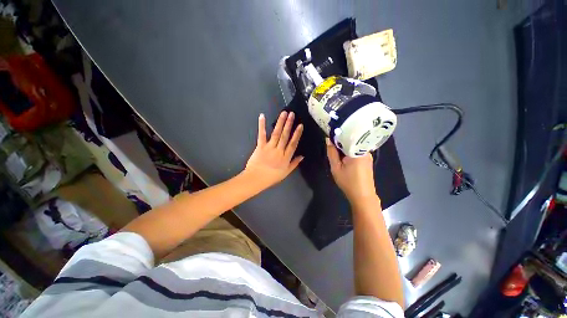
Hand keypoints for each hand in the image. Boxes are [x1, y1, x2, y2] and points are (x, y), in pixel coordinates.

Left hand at [244, 111, 303, 188]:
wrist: (256, 179)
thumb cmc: (271, 177)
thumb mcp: (286, 173)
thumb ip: (294, 164)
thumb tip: (302, 156)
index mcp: (285, 157)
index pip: (293, 144)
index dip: (297, 134)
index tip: (300, 125)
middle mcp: (279, 150)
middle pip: (285, 136)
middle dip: (289, 124)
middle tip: (292, 114)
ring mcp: (269, 147)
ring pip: (276, 133)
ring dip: (280, 122)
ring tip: (284, 113)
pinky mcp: (260, 146)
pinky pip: (261, 135)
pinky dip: (261, 125)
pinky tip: (262, 116)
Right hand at [325, 138, 377, 204]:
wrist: (362, 196)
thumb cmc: (348, 182)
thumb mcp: (335, 167)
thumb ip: (331, 153)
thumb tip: (328, 139)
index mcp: (357, 151)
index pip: (347, 136)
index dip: (337, 135)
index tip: (329, 135)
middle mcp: (365, 150)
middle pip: (351, 140)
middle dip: (340, 142)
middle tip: (331, 146)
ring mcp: (367, 155)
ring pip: (353, 146)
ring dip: (345, 147)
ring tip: (336, 152)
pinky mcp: (367, 160)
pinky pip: (357, 151)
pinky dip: (349, 152)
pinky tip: (344, 157)